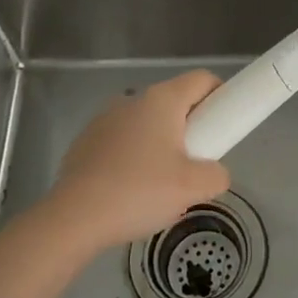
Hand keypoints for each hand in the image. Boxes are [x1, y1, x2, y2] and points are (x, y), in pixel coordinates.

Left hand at [42, 70, 230, 251]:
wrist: (73, 218)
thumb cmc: (139, 192)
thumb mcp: (193, 188)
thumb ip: (217, 175)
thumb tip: (214, 173)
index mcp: (162, 100)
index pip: (202, 79)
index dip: (221, 96)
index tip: (224, 127)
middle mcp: (133, 100)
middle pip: (175, 103)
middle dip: (191, 128)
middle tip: (195, 164)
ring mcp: (105, 119)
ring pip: (147, 124)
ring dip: (160, 145)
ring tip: (161, 186)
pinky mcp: (86, 141)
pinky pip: (122, 142)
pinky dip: (133, 158)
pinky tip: (130, 192)